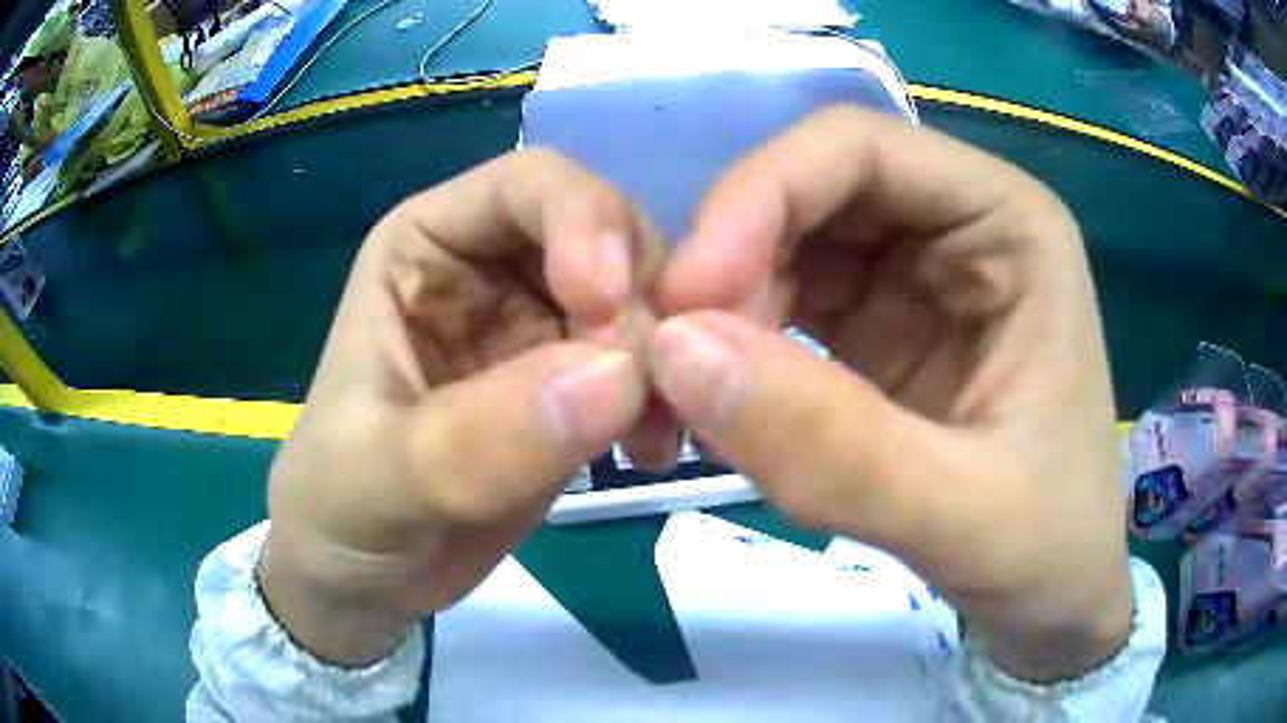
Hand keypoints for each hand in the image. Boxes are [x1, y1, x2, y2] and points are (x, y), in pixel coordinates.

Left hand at [260, 150, 664, 665]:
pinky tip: (648, 454)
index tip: (606, 308)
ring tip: (650, 440)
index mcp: (427, 246)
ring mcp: (540, 327)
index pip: (530, 183)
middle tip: (645, 396)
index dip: (585, 221)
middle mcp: (492, 268)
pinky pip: (647, 364)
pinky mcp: (575, 388)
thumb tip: (616, 377)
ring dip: (667, 354)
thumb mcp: (376, 479)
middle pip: (608, 232)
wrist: (366, 577)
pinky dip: (666, 397)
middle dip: (640, 299)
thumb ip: (472, 440)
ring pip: (641, 298)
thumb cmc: (340, 510)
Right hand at [648, 106, 1131, 681]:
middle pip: (810, 188)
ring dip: (724, 308)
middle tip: (675, 360)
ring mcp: (914, 280)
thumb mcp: (963, 517)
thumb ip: (834, 449)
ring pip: (785, 245)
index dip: (762, 194)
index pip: (861, 148)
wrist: (1052, 602)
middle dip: (732, 258)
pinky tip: (723, 404)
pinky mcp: (878, 335)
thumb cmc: (1048, 551)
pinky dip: (736, 348)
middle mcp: (958, 229)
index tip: (690, 296)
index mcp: (1010, 225)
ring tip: (690, 396)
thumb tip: (676, 352)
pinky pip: (783, 307)